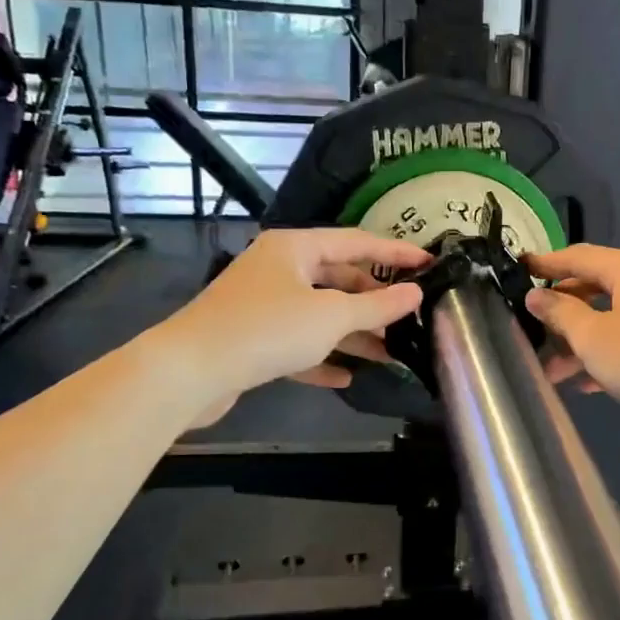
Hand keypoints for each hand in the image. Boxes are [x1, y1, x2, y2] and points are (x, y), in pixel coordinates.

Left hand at [170, 228, 430, 411]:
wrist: (189, 372)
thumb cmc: (266, 329)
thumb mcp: (332, 316)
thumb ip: (378, 306)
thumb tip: (416, 293)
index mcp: (295, 248)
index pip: (357, 242)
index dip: (396, 253)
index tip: (429, 264)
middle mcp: (278, 269)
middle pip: (338, 279)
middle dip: (373, 302)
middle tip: (409, 319)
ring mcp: (263, 304)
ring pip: (320, 314)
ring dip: (353, 334)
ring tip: (390, 354)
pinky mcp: (252, 339)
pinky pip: (298, 343)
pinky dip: (322, 357)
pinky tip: (346, 377)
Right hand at [522, 245, 619, 433]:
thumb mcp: (594, 338)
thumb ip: (561, 313)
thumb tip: (536, 295)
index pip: (577, 257)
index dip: (545, 264)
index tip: (518, 269)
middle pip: (594, 288)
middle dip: (561, 315)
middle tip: (532, 331)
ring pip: (612, 319)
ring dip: (581, 343)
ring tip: (553, 372)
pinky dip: (608, 355)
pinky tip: (588, 384)